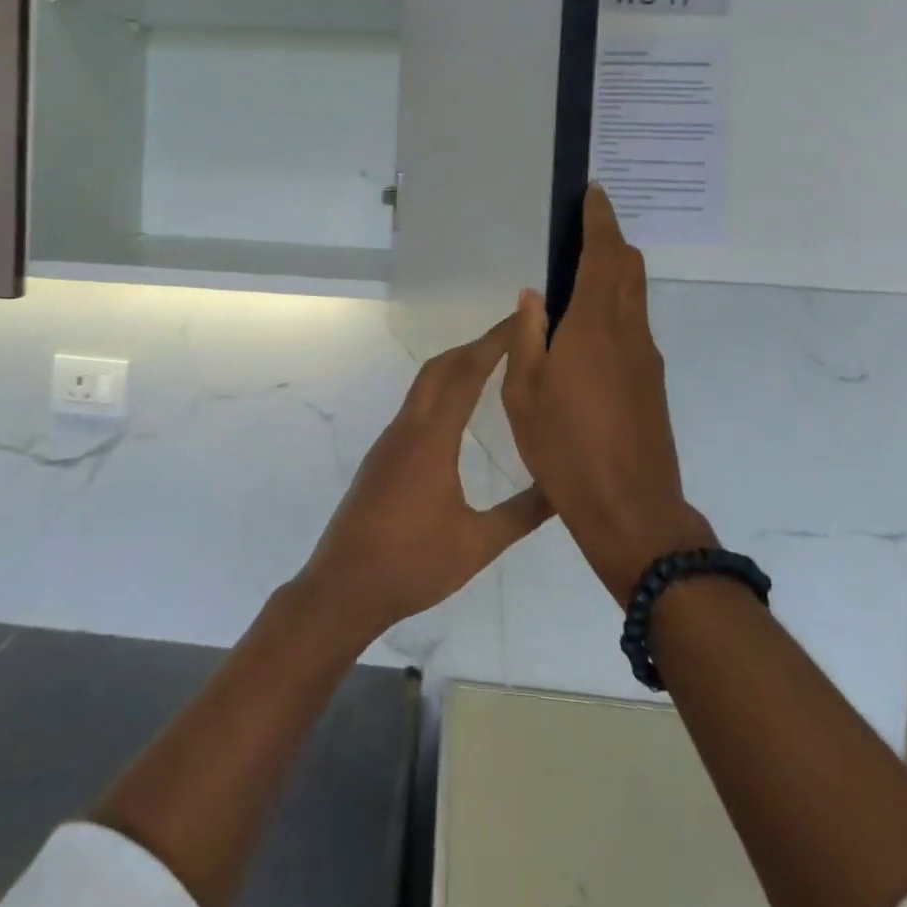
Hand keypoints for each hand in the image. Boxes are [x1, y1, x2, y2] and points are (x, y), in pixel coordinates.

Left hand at [299, 318, 552, 643]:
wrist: (343, 587)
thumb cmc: (412, 565)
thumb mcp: (477, 544)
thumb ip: (522, 514)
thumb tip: (563, 489)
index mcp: (432, 438)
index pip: (467, 373)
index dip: (495, 342)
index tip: (521, 320)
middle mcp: (408, 427)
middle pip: (441, 367)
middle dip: (476, 345)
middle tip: (514, 337)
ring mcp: (390, 440)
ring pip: (425, 385)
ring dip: (457, 366)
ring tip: (492, 364)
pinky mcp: (382, 456)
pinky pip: (417, 405)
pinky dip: (442, 389)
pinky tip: (458, 410)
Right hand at [503, 185, 715, 601]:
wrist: (631, 510)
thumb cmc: (566, 449)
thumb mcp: (525, 393)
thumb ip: (528, 337)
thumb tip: (533, 294)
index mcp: (594, 327)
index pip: (604, 256)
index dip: (600, 220)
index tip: (594, 192)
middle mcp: (629, 332)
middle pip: (629, 268)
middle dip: (611, 240)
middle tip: (584, 228)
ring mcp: (646, 357)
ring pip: (636, 296)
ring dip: (615, 272)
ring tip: (581, 273)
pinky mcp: (651, 381)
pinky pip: (635, 324)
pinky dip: (616, 305)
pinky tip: (588, 328)